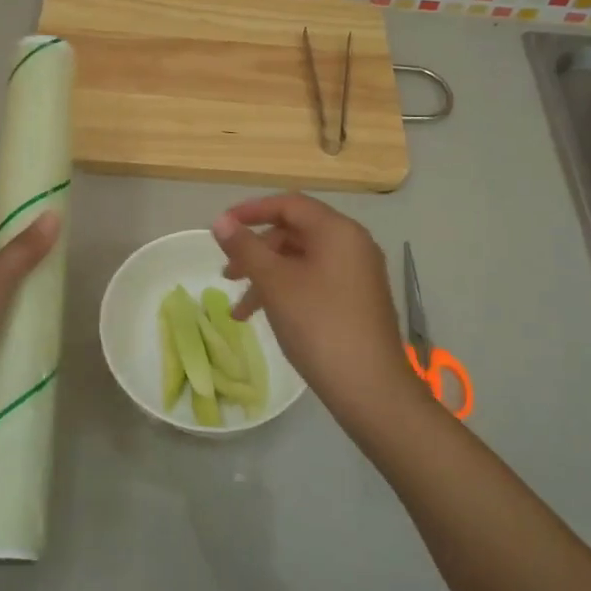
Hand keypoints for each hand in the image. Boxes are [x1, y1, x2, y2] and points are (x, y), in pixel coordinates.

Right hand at [212, 194, 421, 421]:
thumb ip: (245, 248)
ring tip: (240, 309)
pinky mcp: (358, 300)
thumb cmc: (319, 325)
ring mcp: (358, 273)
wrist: (369, 386)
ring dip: (267, 277)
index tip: (221, 227)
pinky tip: (265, 318)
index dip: (252, 211)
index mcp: (337, 231)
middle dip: (257, 251)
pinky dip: (287, 291)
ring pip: (302, 261)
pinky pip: (315, 281)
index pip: (290, 204)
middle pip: (295, 233)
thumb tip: (220, 221)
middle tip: (228, 274)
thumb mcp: (274, 283)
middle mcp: (353, 244)